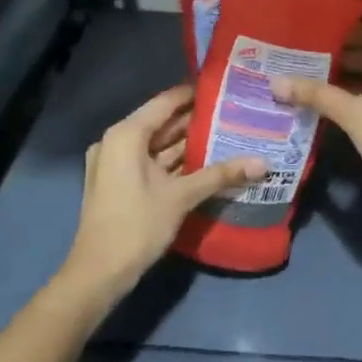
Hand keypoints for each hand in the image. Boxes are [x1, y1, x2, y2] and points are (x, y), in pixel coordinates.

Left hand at [60, 86, 265, 305]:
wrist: (98, 273)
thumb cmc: (137, 225)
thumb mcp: (182, 196)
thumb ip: (221, 174)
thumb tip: (263, 162)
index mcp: (126, 135)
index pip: (166, 102)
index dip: (194, 94)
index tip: (225, 88)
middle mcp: (117, 141)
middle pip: (162, 123)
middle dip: (196, 121)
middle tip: (233, 113)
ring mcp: (115, 163)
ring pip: (157, 145)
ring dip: (187, 143)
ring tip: (227, 135)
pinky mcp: (119, 182)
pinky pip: (150, 161)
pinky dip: (174, 162)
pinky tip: (206, 162)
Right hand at [272, 3, 361, 240]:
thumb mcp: (353, 115)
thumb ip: (315, 94)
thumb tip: (274, 81)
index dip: (349, 7)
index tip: (318, 9)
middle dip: (340, 36)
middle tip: (303, 37)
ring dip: (349, 60)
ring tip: (310, 61)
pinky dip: (361, 77)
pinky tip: (333, 87)